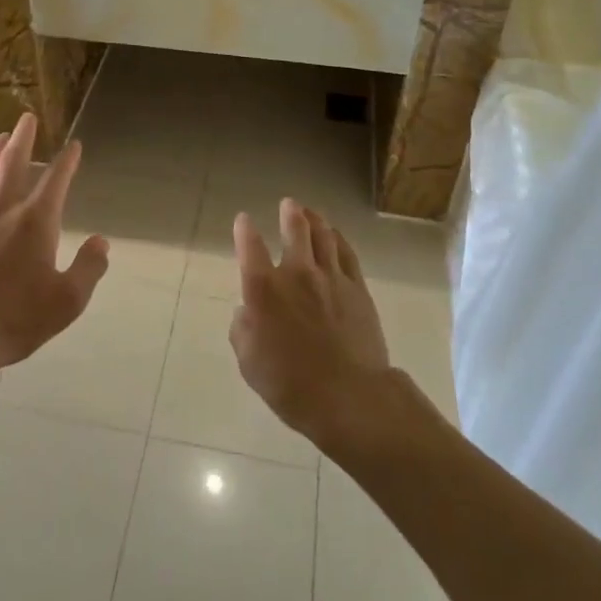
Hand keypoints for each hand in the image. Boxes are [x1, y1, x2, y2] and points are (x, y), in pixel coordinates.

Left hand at [0, 113, 108, 373]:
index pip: (56, 179)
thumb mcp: (67, 301)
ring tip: (0, 137)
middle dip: (23, 138)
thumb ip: (88, 269)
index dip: (68, 160)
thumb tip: (101, 242)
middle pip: (13, 162)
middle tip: (27, 117)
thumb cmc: (16, 318)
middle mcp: (3, 209)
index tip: (75, 145)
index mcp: (35, 221)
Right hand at [229, 199, 390, 443]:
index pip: (250, 246)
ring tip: (310, 212)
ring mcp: (330, 277)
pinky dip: (339, 238)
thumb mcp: (249, 362)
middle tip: (288, 204)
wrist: (348, 396)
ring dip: (315, 220)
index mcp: (263, 289)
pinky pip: (347, 252)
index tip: (244, 220)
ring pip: (323, 235)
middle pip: (295, 229)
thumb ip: (243, 330)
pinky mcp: (357, 288)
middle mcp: (296, 273)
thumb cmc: (290, 384)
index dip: (244, 230)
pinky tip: (336, 235)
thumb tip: (247, 312)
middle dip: (289, 213)